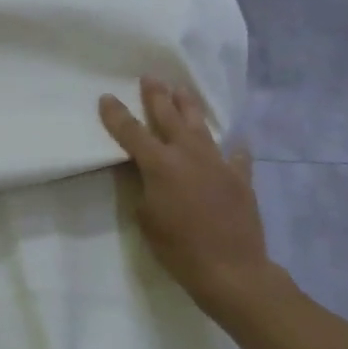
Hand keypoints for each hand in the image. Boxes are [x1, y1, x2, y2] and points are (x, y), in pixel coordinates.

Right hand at [99, 77, 274, 315]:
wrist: (232, 270)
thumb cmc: (178, 247)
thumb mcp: (145, 217)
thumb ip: (143, 187)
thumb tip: (144, 173)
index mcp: (160, 165)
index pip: (132, 132)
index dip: (116, 115)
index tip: (106, 97)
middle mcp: (189, 156)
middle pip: (169, 118)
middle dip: (157, 96)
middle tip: (150, 78)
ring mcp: (218, 165)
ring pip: (202, 127)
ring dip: (189, 107)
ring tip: (182, 90)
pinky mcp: (241, 179)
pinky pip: (236, 157)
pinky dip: (232, 149)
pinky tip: (236, 142)